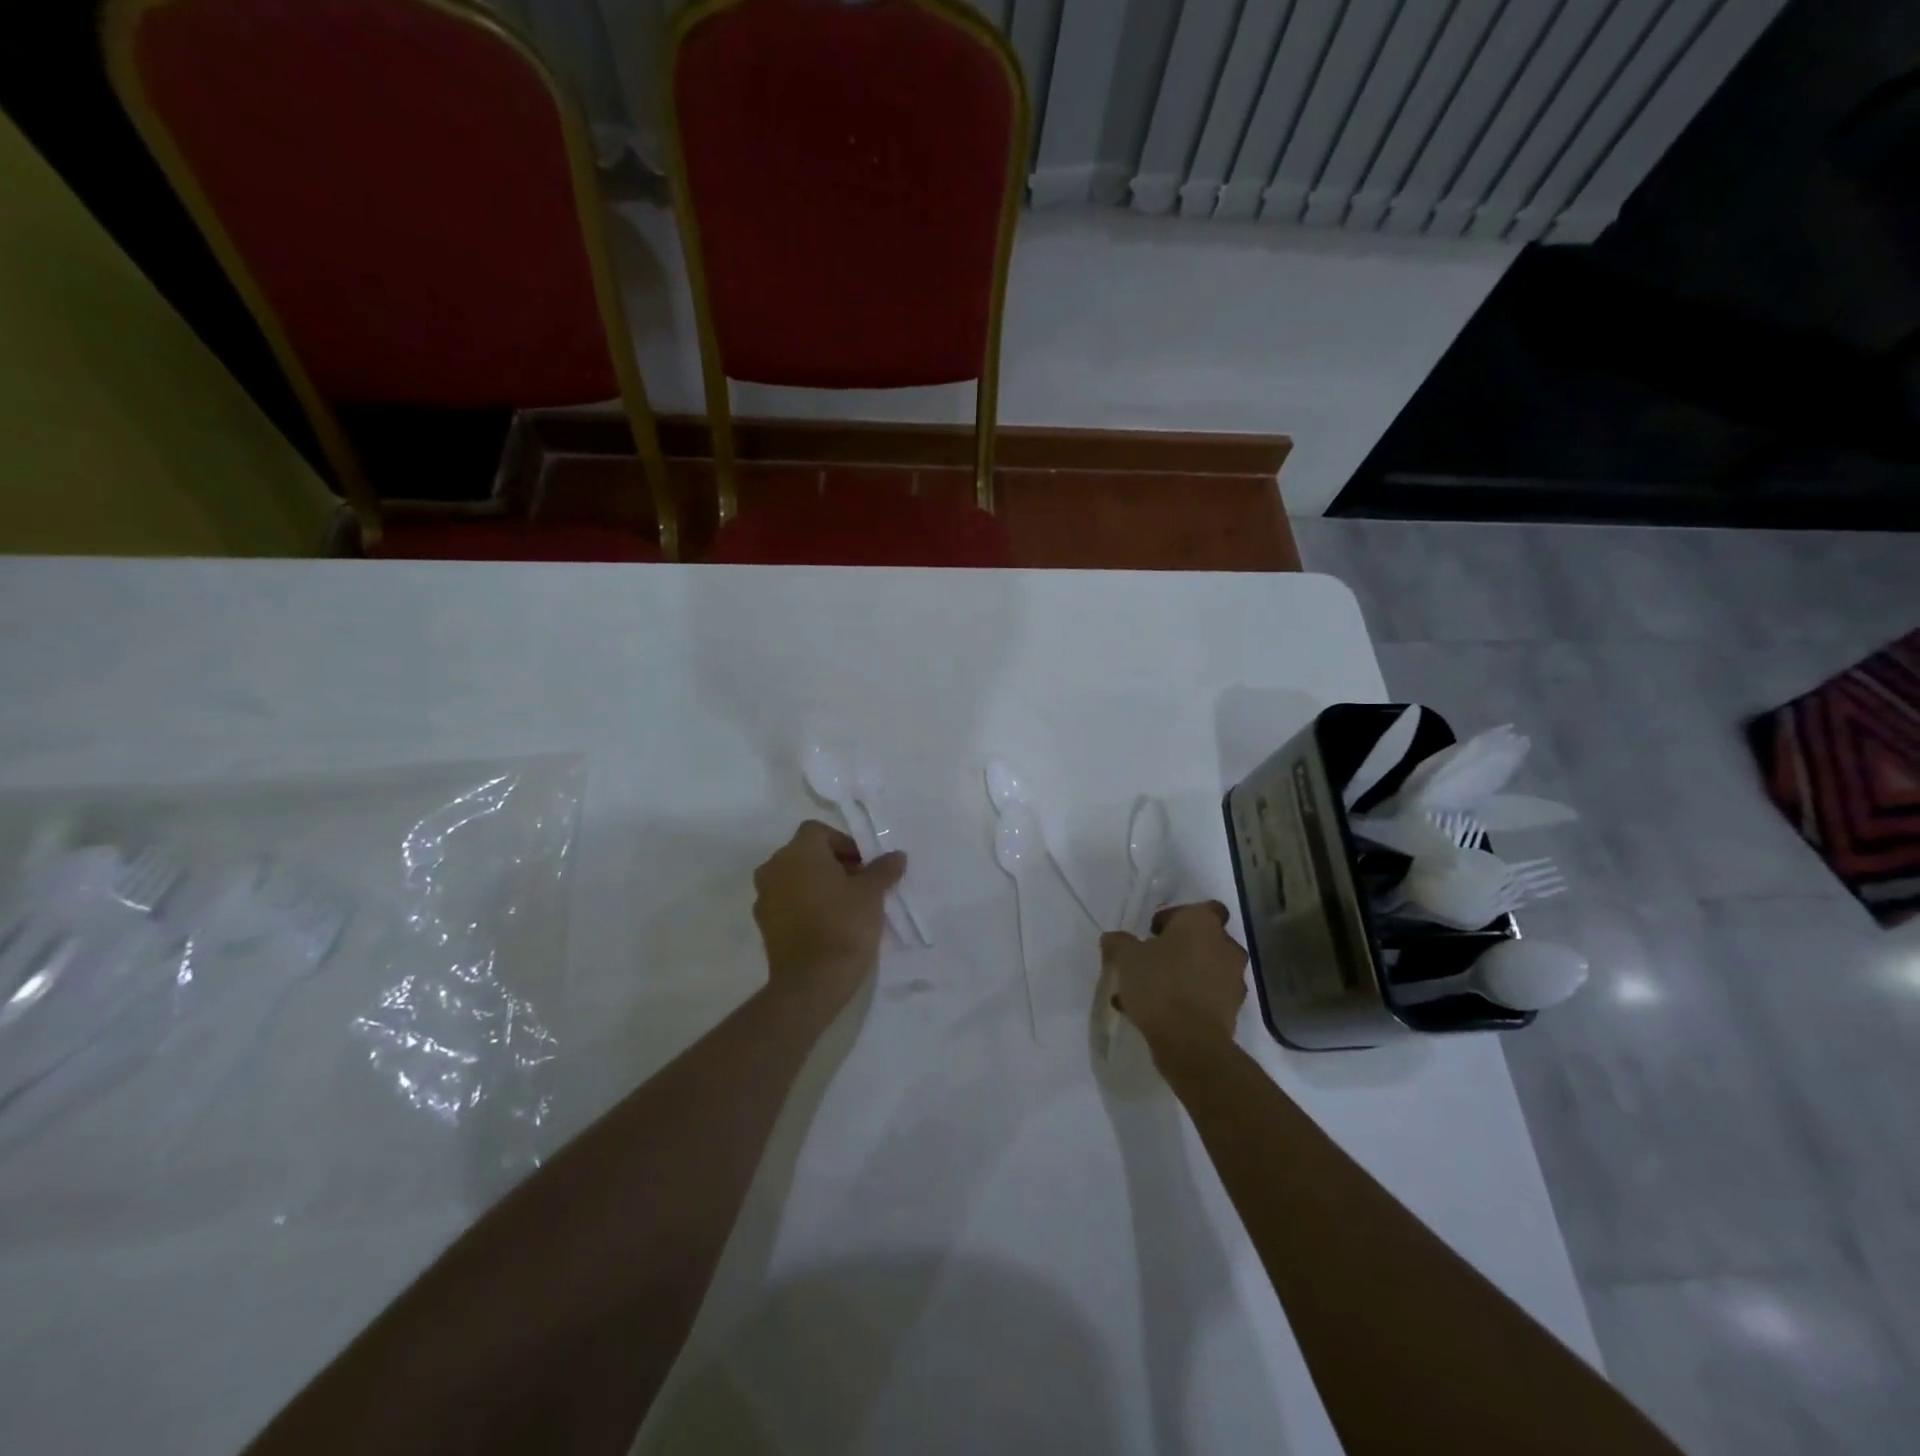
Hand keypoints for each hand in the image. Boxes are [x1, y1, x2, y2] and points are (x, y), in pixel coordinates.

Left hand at [752, 821, 905, 1015]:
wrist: (811, 981)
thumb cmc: (844, 925)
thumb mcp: (872, 894)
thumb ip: (883, 869)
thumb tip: (896, 856)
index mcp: (799, 851)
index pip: (819, 831)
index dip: (843, 844)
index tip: (863, 866)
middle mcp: (775, 867)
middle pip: (805, 853)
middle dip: (832, 863)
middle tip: (858, 885)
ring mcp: (764, 896)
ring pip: (794, 877)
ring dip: (816, 883)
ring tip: (844, 906)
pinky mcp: (764, 923)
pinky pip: (786, 901)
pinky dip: (804, 904)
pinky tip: (826, 924)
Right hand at [1100, 902, 1247, 1072]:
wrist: (1190, 1042)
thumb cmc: (1159, 984)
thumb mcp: (1125, 958)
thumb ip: (1118, 943)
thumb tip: (1113, 939)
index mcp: (1203, 923)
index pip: (1201, 908)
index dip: (1177, 917)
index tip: (1154, 932)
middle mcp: (1225, 946)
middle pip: (1202, 941)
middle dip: (1179, 949)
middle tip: (1150, 962)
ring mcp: (1233, 980)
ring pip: (1204, 970)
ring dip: (1183, 976)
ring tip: (1148, 994)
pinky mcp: (1232, 1011)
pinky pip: (1206, 997)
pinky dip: (1187, 1001)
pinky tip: (1157, 1014)